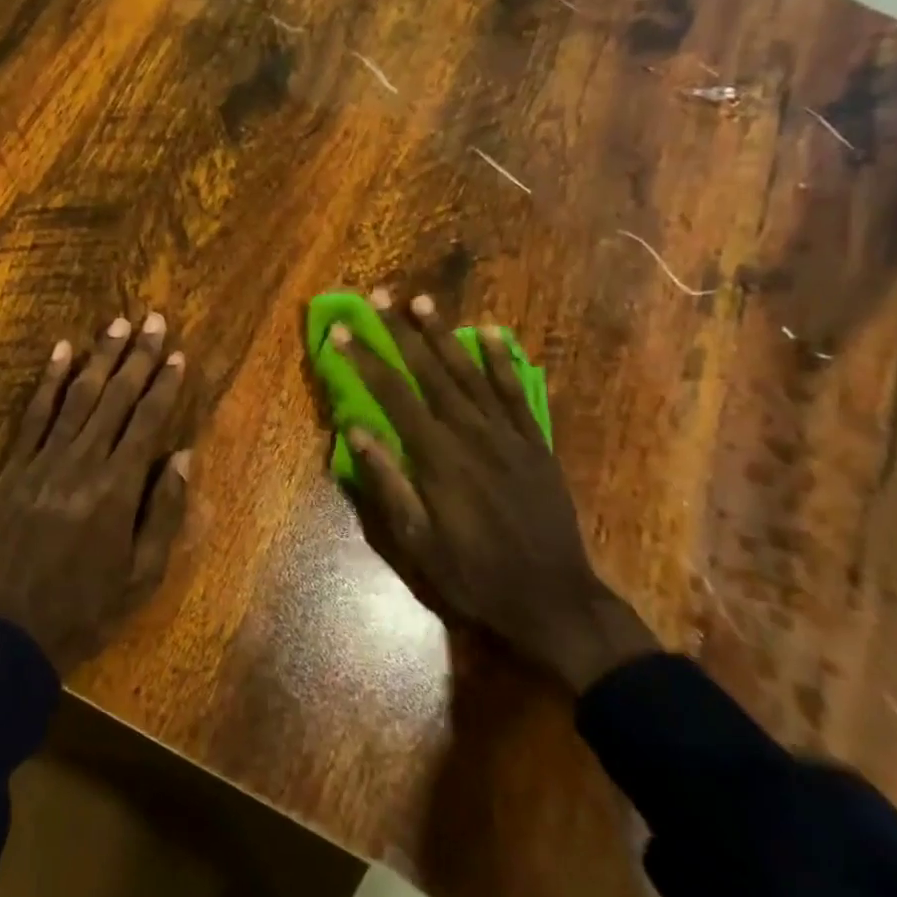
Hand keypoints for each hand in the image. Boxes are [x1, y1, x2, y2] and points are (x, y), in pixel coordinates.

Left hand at [0, 313, 191, 674]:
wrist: (6, 635)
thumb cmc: (84, 611)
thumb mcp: (141, 577)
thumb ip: (164, 513)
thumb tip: (183, 456)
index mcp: (116, 491)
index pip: (146, 423)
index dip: (164, 386)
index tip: (178, 354)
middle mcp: (81, 464)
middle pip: (115, 399)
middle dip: (138, 357)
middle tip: (154, 319)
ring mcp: (43, 462)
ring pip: (76, 398)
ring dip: (100, 358)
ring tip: (118, 324)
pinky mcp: (14, 469)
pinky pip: (34, 416)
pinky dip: (49, 381)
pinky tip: (62, 351)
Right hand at [330, 289, 656, 693]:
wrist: (553, 599)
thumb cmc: (473, 574)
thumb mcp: (417, 541)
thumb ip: (387, 481)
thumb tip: (355, 430)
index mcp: (437, 457)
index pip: (393, 395)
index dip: (365, 360)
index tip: (343, 331)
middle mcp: (471, 433)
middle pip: (430, 372)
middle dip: (400, 332)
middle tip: (379, 296)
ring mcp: (508, 435)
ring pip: (470, 373)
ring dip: (443, 334)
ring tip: (422, 301)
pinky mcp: (535, 443)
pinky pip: (516, 391)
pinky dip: (502, 360)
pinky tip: (490, 332)